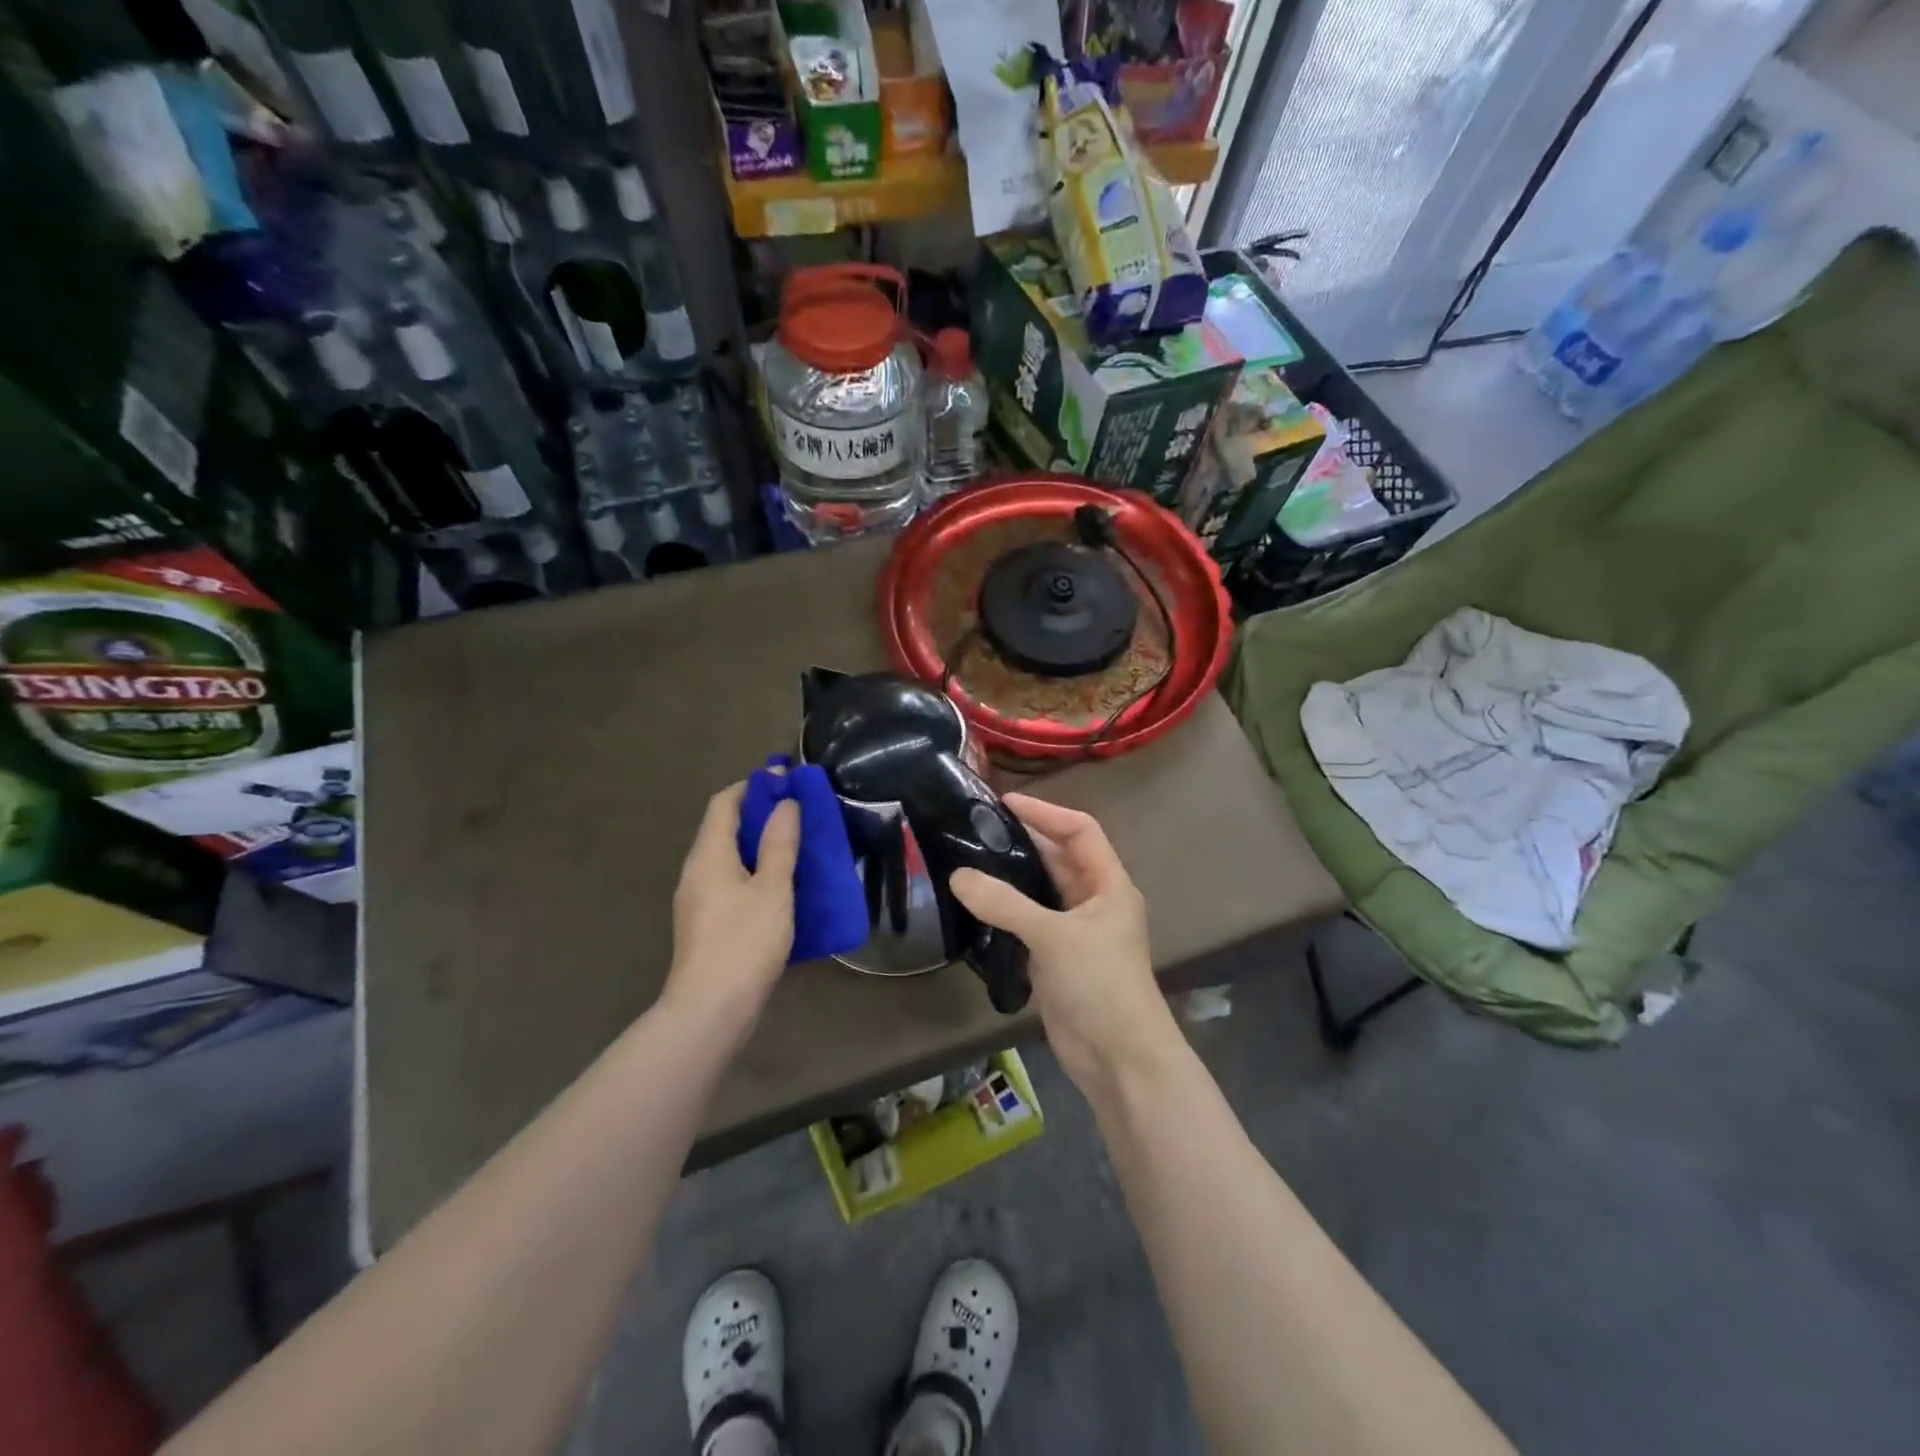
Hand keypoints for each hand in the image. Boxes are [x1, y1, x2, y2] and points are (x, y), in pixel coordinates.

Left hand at [663, 782, 799, 1023]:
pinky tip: (781, 884)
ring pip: (729, 855)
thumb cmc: (744, 942)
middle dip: (760, 812)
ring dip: (759, 842)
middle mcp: (696, 870)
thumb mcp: (773, 889)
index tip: (786, 778)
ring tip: (796, 843)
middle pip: (724, 827)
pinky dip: (755, 869)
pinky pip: (731, 880)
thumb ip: (780, 844)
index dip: (754, 785)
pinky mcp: (706, 922)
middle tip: (799, 810)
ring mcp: (698, 898)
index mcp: (709, 854)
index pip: (725, 802)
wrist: (710, 1009)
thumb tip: (785, 803)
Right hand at [949, 795, 1177, 1089]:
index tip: (1005, 802)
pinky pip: (1029, 922)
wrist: (1119, 1058)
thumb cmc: (1099, 984)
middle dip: (1023, 840)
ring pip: (1041, 891)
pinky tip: (975, 902)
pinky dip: (1005, 910)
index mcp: (1108, 884)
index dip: (1046, 812)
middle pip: (1058, 857)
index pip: (1080, 830)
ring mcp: (1075, 931)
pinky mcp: (1057, 958)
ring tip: (968, 857)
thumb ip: (1005, 904)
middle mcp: (1094, 901)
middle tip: (976, 827)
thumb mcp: (1053, 936)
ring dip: (1011, 876)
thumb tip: (958, 876)